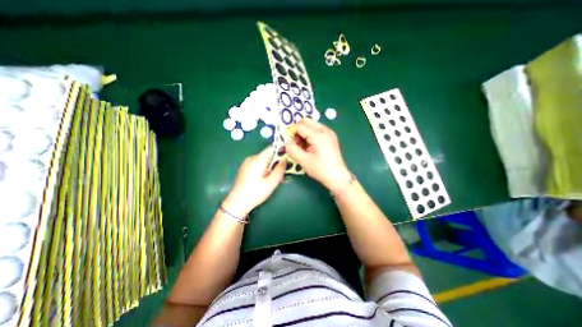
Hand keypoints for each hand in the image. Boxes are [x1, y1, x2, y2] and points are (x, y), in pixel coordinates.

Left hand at [223, 147, 285, 215]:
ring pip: (263, 161)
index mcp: (258, 159)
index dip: (281, 151)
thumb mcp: (271, 182)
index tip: (288, 157)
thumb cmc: (256, 192)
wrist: (237, 202)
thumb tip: (285, 160)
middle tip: (282, 173)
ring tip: (275, 179)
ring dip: (271, 167)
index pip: (272, 148)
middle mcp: (251, 158)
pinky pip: (257, 164)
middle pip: (268, 155)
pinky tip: (266, 179)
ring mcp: (246, 163)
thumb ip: (280, 170)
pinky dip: (264, 169)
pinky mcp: (244, 168)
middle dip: (276, 163)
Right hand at [284, 119, 349, 192]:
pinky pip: (317, 130)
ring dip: (303, 132)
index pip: (300, 126)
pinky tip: (309, 146)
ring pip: (311, 125)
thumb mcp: (303, 161)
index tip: (288, 142)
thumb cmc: (320, 169)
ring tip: (302, 147)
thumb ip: (292, 149)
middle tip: (295, 143)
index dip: (291, 132)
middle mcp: (325, 130)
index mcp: (318, 135)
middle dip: (297, 130)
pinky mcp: (331, 136)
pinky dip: (310, 135)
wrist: (338, 176)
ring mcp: (329, 132)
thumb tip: (286, 139)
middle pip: (306, 121)